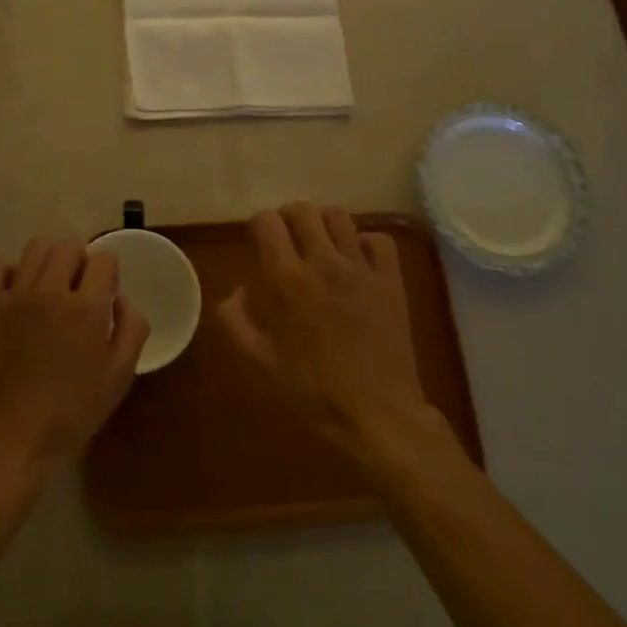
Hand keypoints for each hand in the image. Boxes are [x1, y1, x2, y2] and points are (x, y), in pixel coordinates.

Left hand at [0, 238, 150, 477]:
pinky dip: (8, 272)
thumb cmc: (70, 413)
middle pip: (68, 246)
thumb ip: (132, 329)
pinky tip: (16, 295)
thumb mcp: (119, 378)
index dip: (108, 274)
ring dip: (48, 261)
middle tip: (77, 291)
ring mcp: (12, 296)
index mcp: (86, 308)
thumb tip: (120, 299)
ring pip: (35, 248)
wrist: (9, 441)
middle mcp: (49, 291)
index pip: (103, 259)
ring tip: (48, 289)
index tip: (104, 295)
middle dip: (79, 262)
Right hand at [220, 203, 434, 456]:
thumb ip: (237, 321)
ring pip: (339, 216)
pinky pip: (379, 240)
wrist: (377, 416)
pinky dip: (364, 241)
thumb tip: (235, 291)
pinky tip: (356, 258)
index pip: (267, 222)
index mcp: (287, 279)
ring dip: (323, 222)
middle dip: (289, 217)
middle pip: (303, 210)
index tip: (258, 241)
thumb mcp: (259, 362)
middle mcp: (323, 262)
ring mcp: (361, 269)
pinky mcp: (391, 281)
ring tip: (320, 242)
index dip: (259, 225)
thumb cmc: (311, 393)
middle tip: (287, 238)